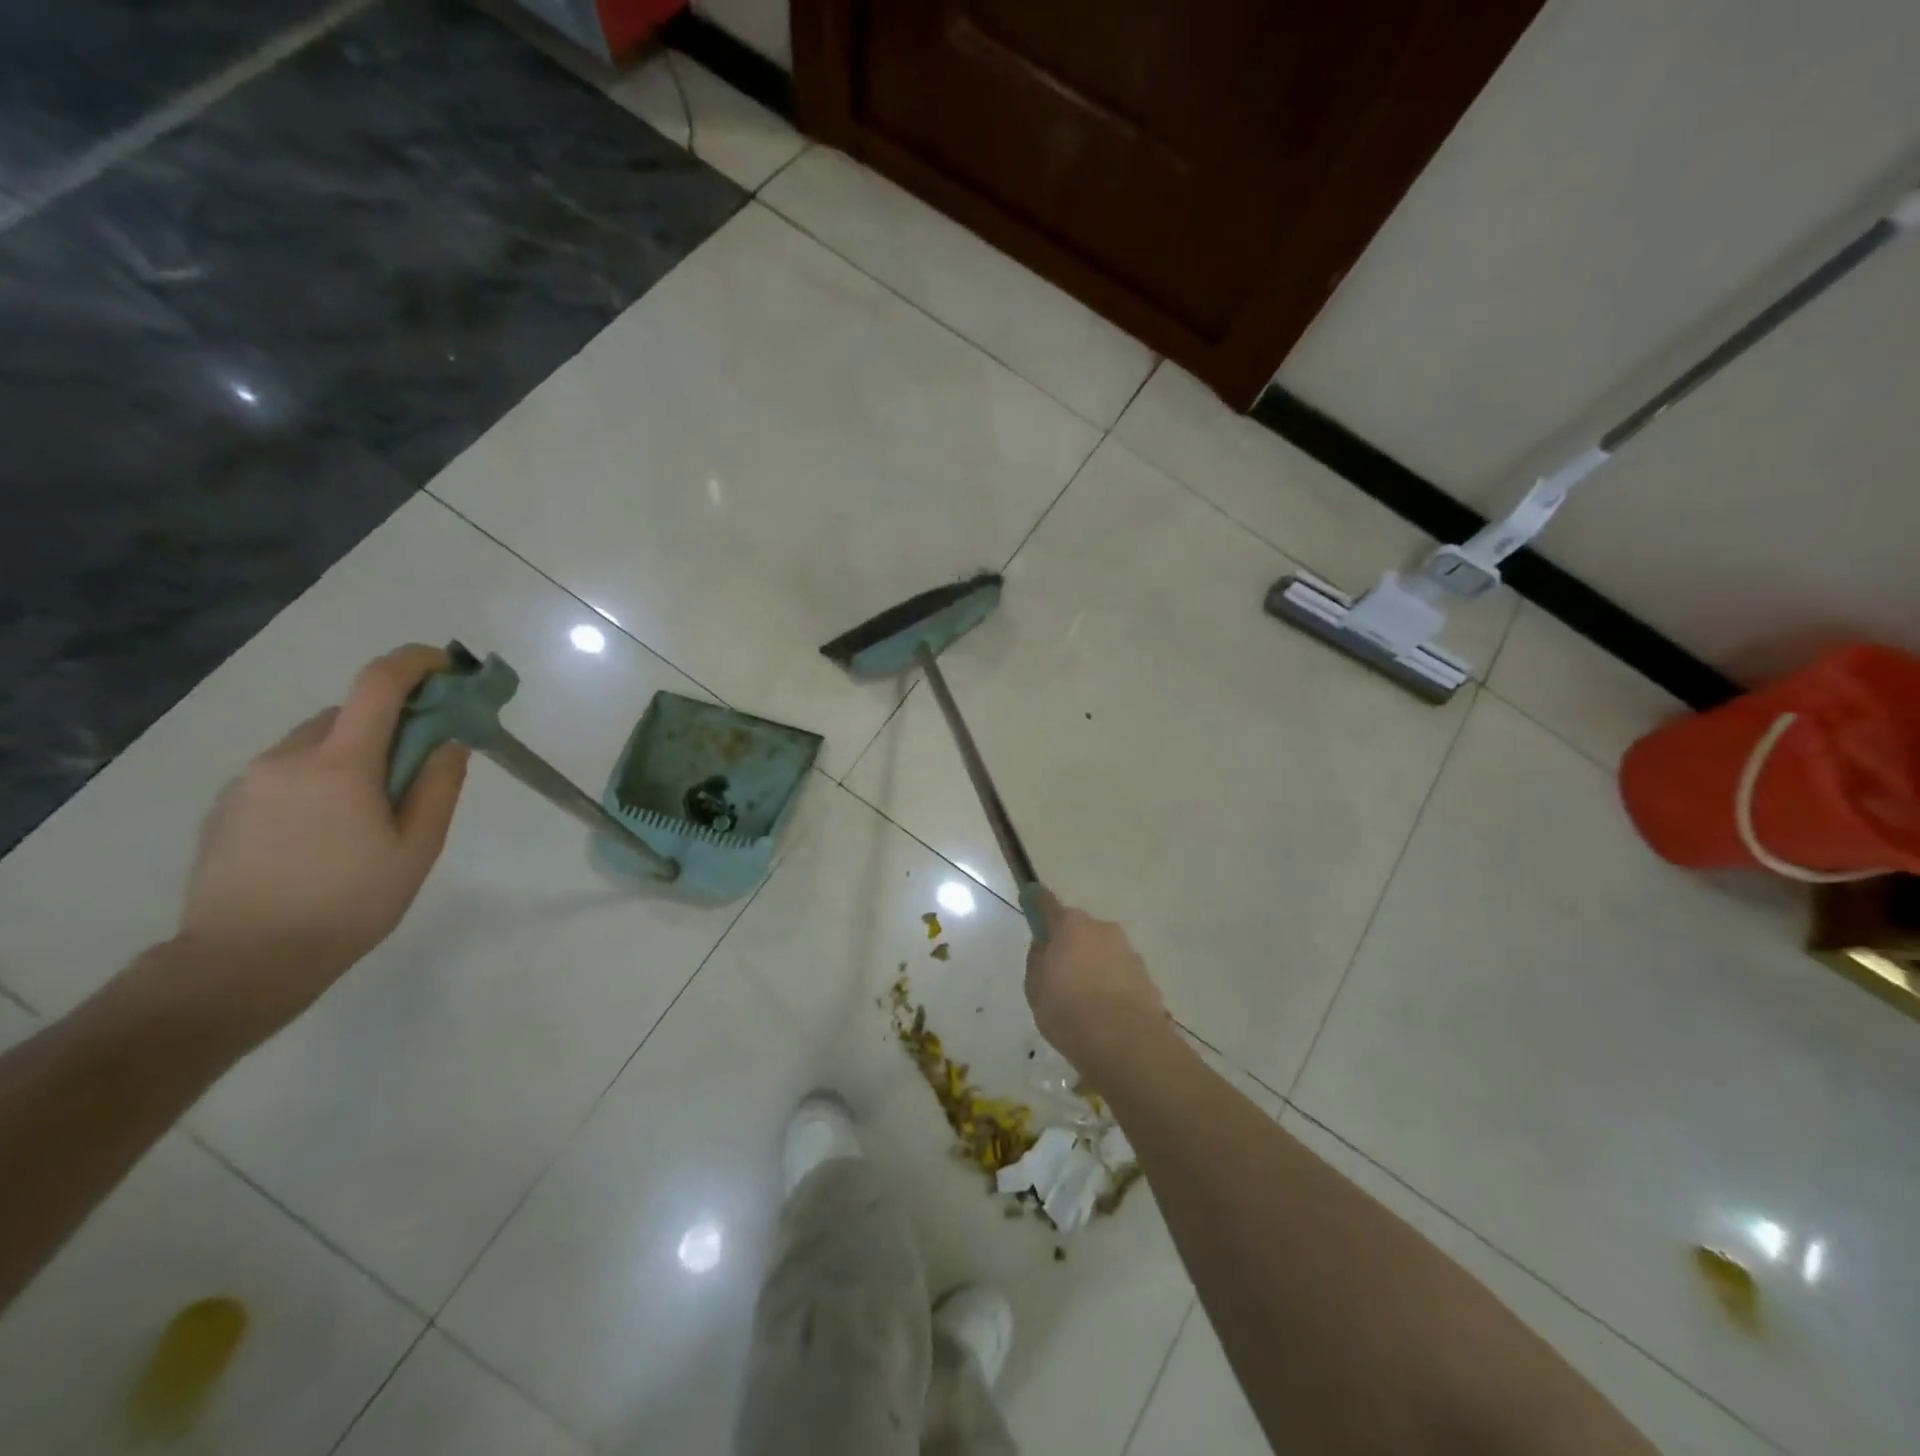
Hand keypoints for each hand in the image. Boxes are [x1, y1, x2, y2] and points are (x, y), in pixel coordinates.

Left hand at [170, 645, 468, 1040]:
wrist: (244, 960)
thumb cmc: (350, 903)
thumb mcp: (417, 847)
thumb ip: (438, 786)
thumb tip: (450, 741)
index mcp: (340, 764)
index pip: (379, 684)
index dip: (416, 663)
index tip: (448, 667)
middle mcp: (288, 757)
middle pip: (349, 713)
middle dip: (391, 723)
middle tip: (421, 764)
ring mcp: (250, 780)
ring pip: (316, 742)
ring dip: (354, 753)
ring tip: (372, 810)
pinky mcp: (228, 805)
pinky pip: (287, 770)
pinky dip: (320, 777)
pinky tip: (328, 830)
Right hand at [1024, 889, 1169, 1073]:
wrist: (1125, 1043)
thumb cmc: (1068, 1011)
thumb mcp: (1035, 988)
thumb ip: (1038, 960)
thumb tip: (1045, 946)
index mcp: (1070, 925)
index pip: (1046, 903)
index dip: (1036, 903)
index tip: (1031, 904)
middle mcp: (1102, 929)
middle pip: (1078, 930)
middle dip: (1070, 945)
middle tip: (1059, 977)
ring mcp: (1128, 951)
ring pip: (1102, 952)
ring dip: (1093, 967)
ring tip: (1085, 1004)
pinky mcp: (1146, 976)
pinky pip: (1119, 974)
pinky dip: (1111, 986)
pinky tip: (1105, 1014)